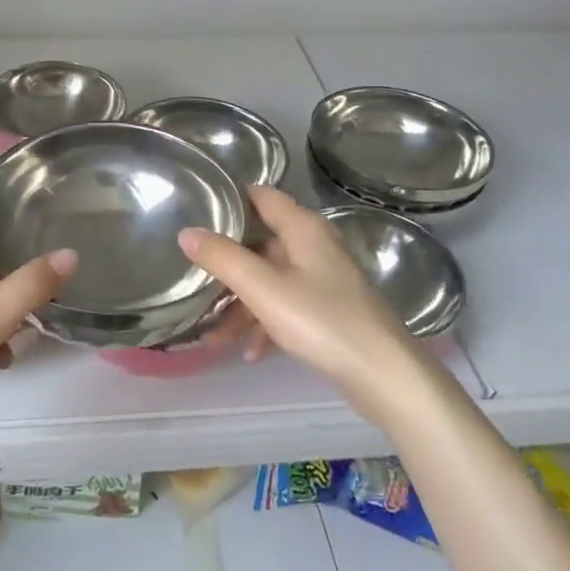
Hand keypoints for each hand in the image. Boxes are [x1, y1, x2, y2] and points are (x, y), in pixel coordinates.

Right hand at [179, 186, 424, 422]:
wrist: (383, 374)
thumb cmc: (320, 320)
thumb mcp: (263, 289)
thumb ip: (222, 258)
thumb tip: (186, 232)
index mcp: (302, 228)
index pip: (261, 196)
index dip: (231, 199)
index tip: (197, 210)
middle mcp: (314, 246)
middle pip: (262, 243)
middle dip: (228, 263)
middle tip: (195, 277)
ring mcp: (324, 279)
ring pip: (272, 279)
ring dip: (243, 304)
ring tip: (216, 336)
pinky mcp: (330, 310)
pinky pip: (287, 307)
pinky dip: (266, 323)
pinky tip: (252, 353)